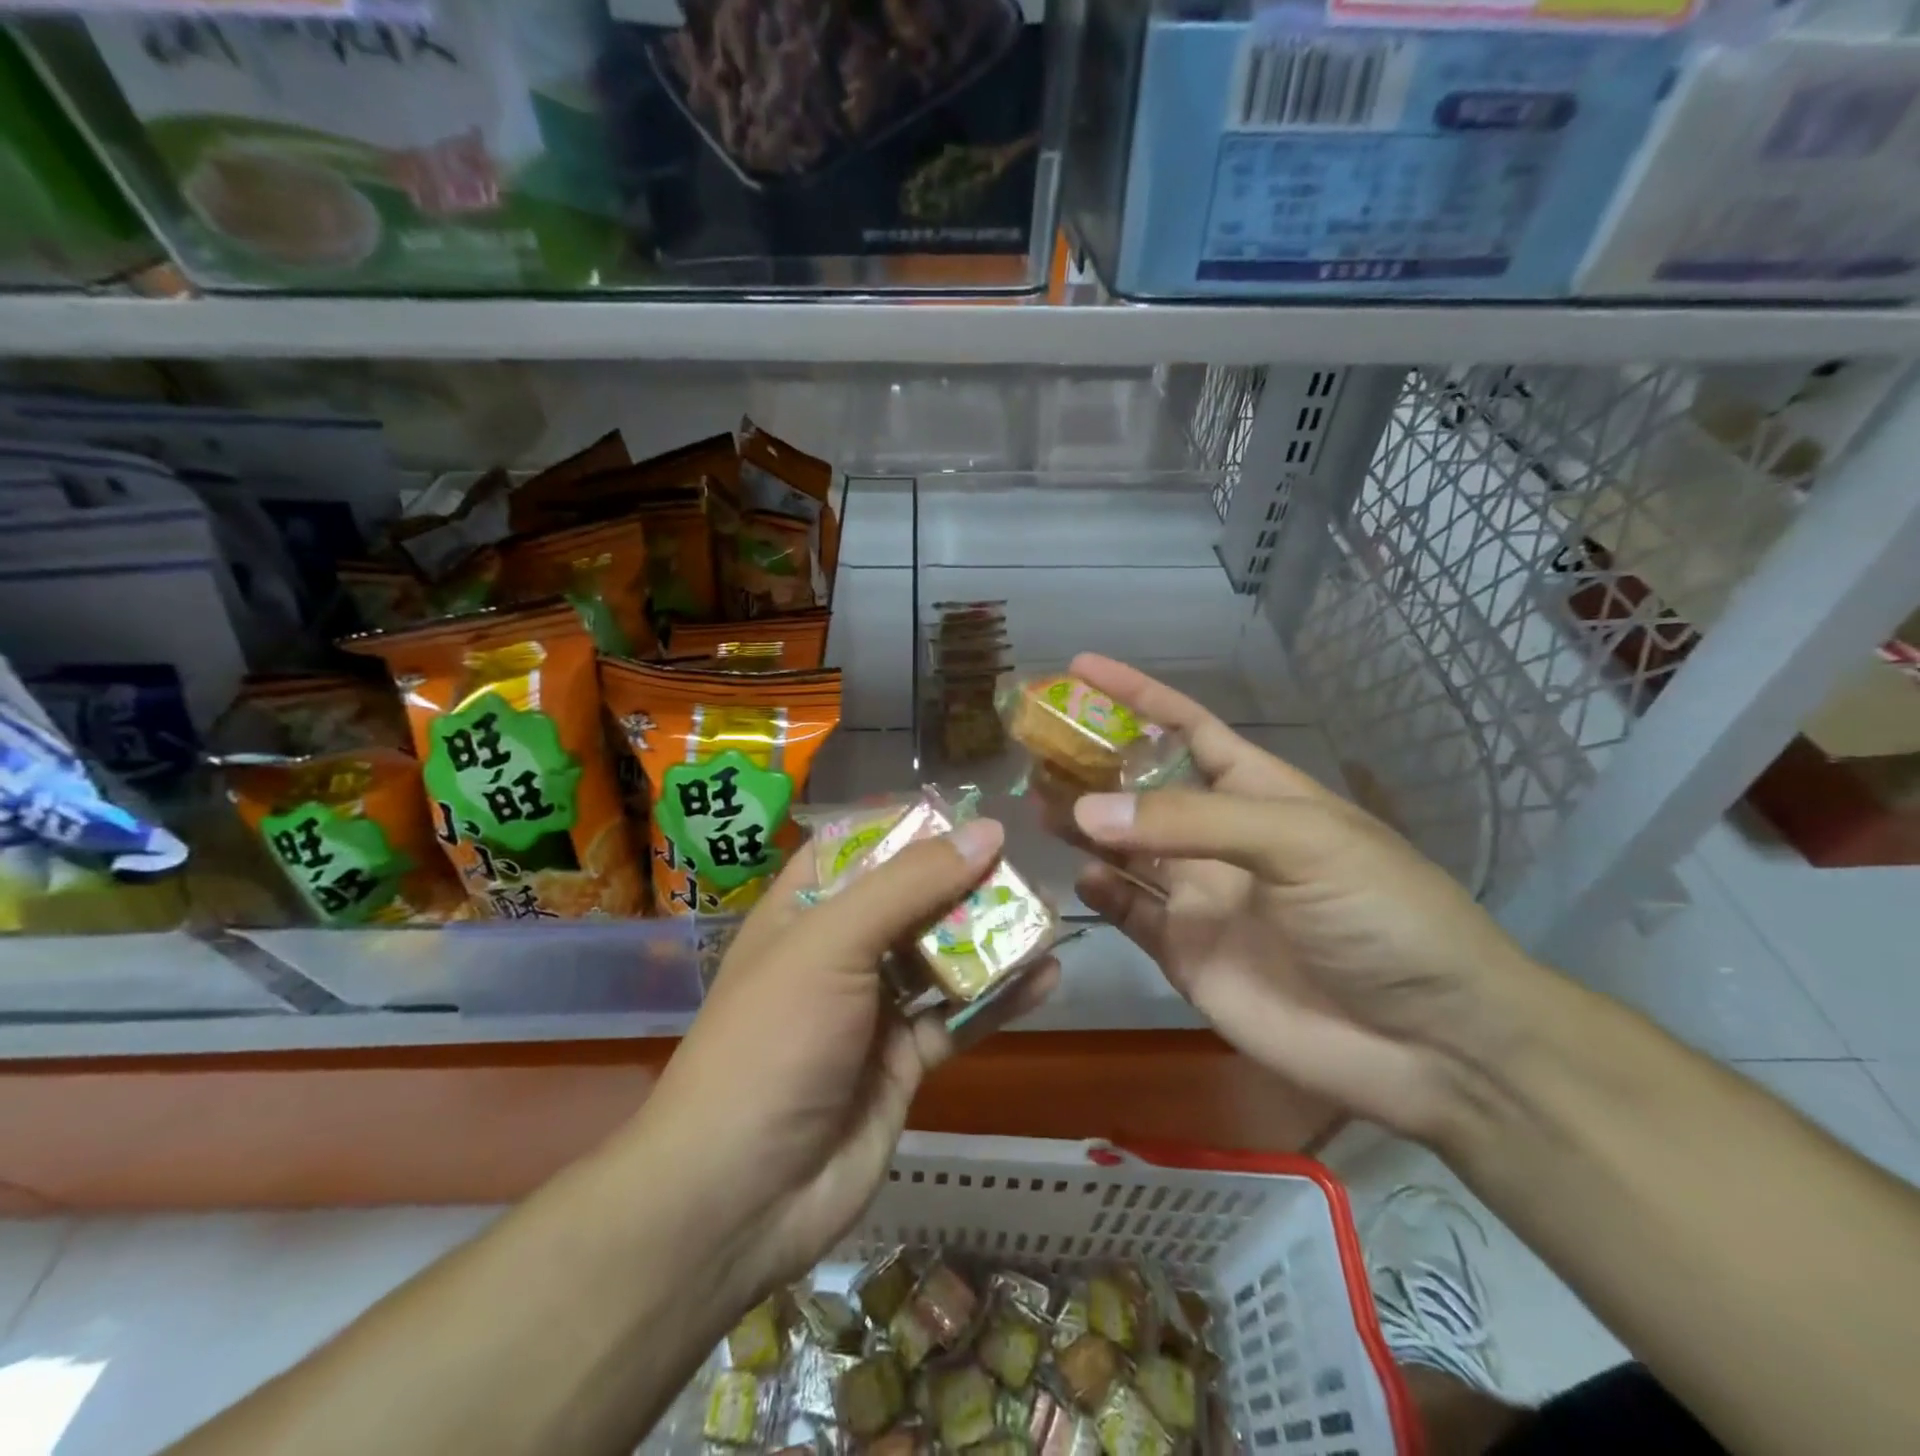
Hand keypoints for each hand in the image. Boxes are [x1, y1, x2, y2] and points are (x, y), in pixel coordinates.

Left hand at [628, 821, 1058, 1300]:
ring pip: (940, 958)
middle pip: (909, 901)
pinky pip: (958, 1018)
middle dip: (963, 883)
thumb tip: (986, 830)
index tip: (969, 815)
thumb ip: (910, 884)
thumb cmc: (774, 1040)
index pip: (856, 847)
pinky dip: (999, 998)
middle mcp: (838, 952)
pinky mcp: (903, 1061)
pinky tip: (1048, 977)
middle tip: (1026, 866)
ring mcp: (872, 1009)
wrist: (740, 1197)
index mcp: (803, 911)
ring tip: (1048, 913)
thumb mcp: (833, 943)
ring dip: (989, 938)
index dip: (908, 828)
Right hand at [1064, 654, 1546, 1142]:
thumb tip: (1086, 809)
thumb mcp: (1300, 843)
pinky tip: (1081, 876)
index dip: (1135, 696)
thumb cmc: (1381, 916)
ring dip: (1084, 826)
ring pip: (1126, 849)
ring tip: (1036, 804)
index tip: (1079, 668)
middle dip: (1092, 764)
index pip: (1186, 727)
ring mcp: (1201, 898)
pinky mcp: (1187, 955)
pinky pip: (1131, 914)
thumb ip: (1190, 823)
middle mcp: (1221, 838)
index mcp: (1257, 792)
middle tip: (1034, 746)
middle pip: (1142, 789)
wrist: (1432, 1045)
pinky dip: (1102, 894)